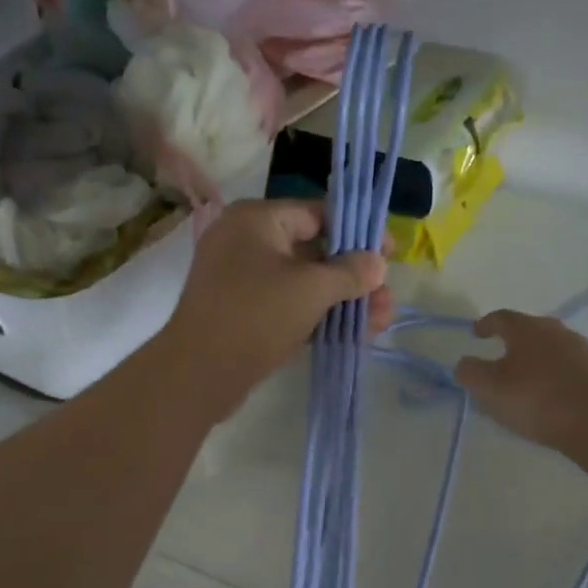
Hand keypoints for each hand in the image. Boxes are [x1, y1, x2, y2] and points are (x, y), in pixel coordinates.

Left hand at [154, 200, 393, 420]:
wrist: (198, 373)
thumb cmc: (256, 315)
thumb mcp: (311, 289)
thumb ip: (349, 273)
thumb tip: (378, 263)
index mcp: (256, 219)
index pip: (317, 214)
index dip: (357, 233)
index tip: (389, 252)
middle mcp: (245, 242)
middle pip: (313, 251)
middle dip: (354, 277)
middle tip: (387, 298)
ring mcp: (241, 280)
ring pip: (302, 283)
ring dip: (341, 301)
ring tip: (381, 321)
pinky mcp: (242, 314)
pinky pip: (287, 306)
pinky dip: (317, 316)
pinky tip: (352, 334)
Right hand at [454, 311, 587, 453]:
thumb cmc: (535, 399)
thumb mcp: (488, 388)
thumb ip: (469, 372)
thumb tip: (465, 363)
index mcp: (527, 328)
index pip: (501, 318)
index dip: (485, 324)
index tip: (475, 333)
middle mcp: (555, 331)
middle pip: (528, 331)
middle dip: (511, 342)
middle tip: (497, 358)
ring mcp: (580, 351)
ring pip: (548, 349)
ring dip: (532, 360)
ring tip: (520, 380)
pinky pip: (564, 368)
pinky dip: (550, 375)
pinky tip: (544, 394)